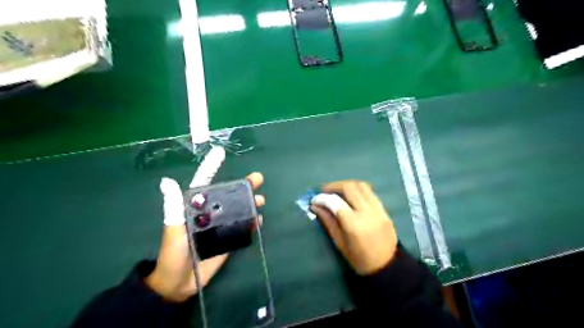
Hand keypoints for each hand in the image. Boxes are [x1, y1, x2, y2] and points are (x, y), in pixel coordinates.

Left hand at [144, 173, 266, 300]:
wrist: (179, 282)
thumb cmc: (173, 253)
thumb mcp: (172, 228)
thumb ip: (173, 207)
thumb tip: (167, 180)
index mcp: (195, 207)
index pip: (204, 182)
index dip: (212, 167)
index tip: (221, 153)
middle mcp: (210, 213)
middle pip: (229, 194)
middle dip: (243, 185)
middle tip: (258, 178)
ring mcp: (221, 226)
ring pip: (239, 209)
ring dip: (251, 203)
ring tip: (261, 200)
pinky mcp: (229, 239)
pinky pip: (243, 227)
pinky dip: (252, 222)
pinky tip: (259, 220)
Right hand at [310, 181, 402, 274]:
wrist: (387, 266)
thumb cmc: (359, 259)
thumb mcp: (339, 242)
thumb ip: (328, 221)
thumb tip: (315, 206)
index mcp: (354, 224)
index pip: (335, 202)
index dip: (322, 198)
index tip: (314, 199)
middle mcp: (367, 212)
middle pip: (350, 187)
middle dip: (334, 186)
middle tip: (325, 191)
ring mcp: (378, 209)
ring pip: (361, 186)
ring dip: (347, 185)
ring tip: (337, 191)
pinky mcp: (384, 209)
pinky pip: (370, 192)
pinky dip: (358, 190)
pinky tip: (351, 196)